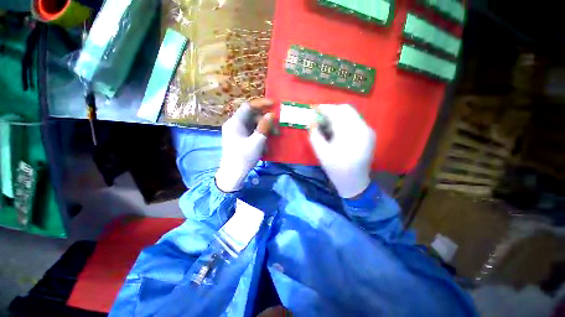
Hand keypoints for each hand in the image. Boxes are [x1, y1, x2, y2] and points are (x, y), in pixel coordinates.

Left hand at [215, 99, 273, 191]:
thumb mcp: (257, 142)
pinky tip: (265, 142)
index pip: (248, 106)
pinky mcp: (238, 138)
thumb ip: (264, 127)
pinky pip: (250, 131)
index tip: (274, 104)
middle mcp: (234, 124)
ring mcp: (236, 131)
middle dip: (265, 120)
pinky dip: (259, 134)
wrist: (232, 174)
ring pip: (252, 124)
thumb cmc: (244, 157)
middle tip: (277, 126)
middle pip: (251, 116)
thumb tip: (271, 115)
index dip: (261, 103)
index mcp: (235, 122)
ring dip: (264, 128)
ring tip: (274, 136)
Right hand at [309, 104, 375, 197]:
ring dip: (337, 116)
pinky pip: (355, 122)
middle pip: (346, 109)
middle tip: (320, 118)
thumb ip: (315, 135)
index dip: (324, 108)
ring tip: (326, 125)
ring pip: (351, 115)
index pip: (337, 112)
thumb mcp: (321, 153)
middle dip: (331, 111)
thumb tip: (311, 121)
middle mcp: (363, 128)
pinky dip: (344, 122)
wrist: (355, 183)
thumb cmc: (336, 169)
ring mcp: (368, 131)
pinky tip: (336, 131)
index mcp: (351, 133)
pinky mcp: (369, 135)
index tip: (314, 109)